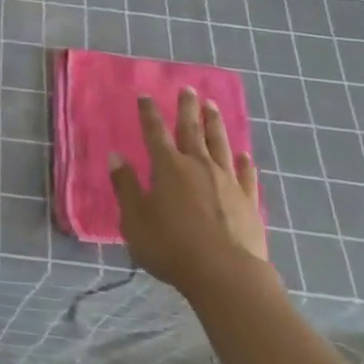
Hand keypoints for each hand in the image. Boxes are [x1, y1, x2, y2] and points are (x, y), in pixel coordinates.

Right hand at [110, 88, 272, 294]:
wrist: (226, 275)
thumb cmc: (172, 248)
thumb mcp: (136, 220)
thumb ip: (126, 186)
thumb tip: (115, 155)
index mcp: (168, 167)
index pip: (155, 132)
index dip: (149, 113)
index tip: (145, 95)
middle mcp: (198, 165)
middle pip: (192, 130)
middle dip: (187, 108)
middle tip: (188, 88)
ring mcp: (226, 181)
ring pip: (220, 144)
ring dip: (215, 123)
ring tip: (212, 106)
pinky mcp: (248, 201)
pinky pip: (245, 175)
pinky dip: (244, 163)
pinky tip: (244, 155)